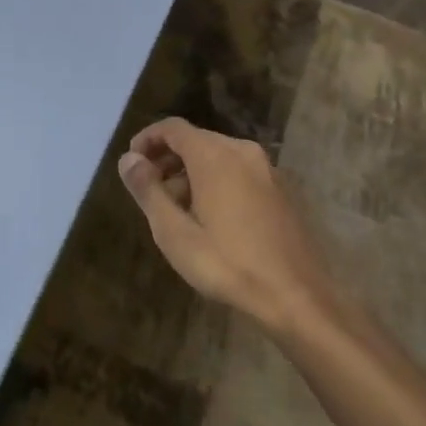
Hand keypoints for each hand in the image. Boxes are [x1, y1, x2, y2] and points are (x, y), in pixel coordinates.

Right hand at [117, 117, 331, 331]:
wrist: (297, 297)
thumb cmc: (227, 263)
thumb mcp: (175, 232)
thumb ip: (148, 190)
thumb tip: (128, 160)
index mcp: (214, 155)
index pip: (173, 128)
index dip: (147, 139)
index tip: (131, 163)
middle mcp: (241, 151)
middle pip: (195, 140)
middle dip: (167, 159)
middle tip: (149, 190)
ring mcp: (266, 170)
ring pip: (218, 157)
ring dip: (191, 173)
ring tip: (175, 209)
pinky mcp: (280, 191)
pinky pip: (238, 172)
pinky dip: (216, 181)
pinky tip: (210, 218)